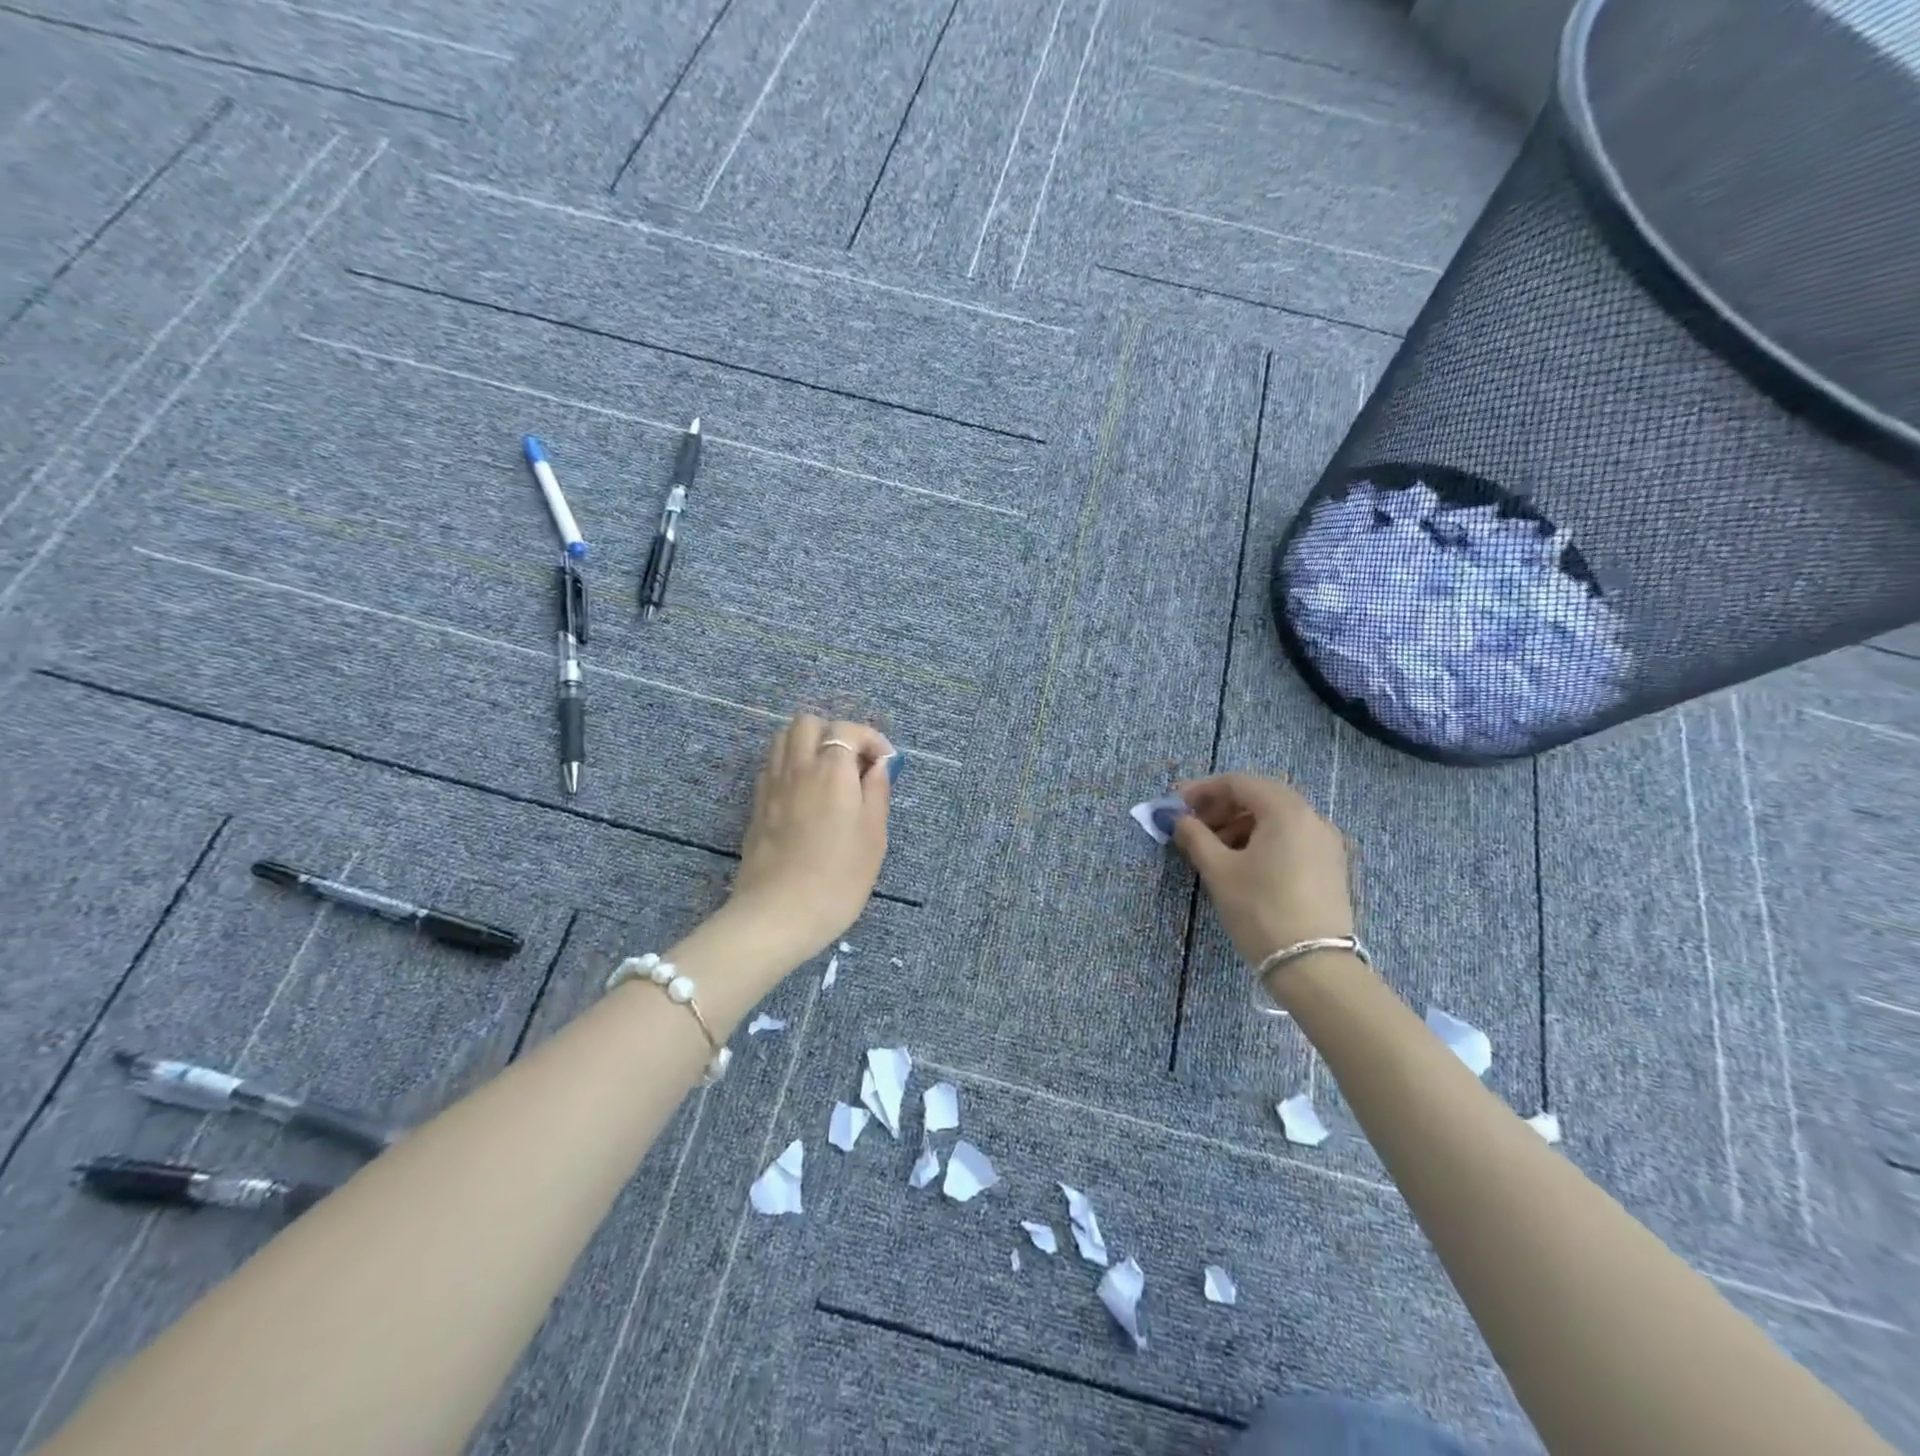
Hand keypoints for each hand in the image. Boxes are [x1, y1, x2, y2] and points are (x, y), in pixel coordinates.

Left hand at [727, 714, 894, 959]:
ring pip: (783, 738)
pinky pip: (772, 765)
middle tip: (852, 763)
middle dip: (834, 732)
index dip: (870, 739)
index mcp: (831, 770)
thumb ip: (877, 792)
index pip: (847, 730)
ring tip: (827, 773)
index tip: (884, 763)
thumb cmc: (838, 879)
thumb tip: (877, 765)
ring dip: (807, 744)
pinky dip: (790, 765)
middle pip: (808, 723)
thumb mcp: (874, 837)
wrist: (778, 914)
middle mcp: (798, 767)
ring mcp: (772, 784)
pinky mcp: (757, 805)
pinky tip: (804, 793)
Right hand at [1170, 773, 1354, 968]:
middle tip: (1193, 826)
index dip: (1204, 790)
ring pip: (1276, 819)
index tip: (1177, 805)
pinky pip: (1291, 838)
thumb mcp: (1219, 870)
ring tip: (1213, 849)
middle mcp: (1312, 818)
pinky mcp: (1330, 866)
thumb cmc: (1260, 909)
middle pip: (1260, 797)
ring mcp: (1326, 843)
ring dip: (1241, 825)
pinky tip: (1242, 864)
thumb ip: (1195, 836)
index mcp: (1286, 811)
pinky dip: (1263, 840)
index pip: (1239, 783)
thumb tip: (1180, 819)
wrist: (1314, 966)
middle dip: (1222, 807)